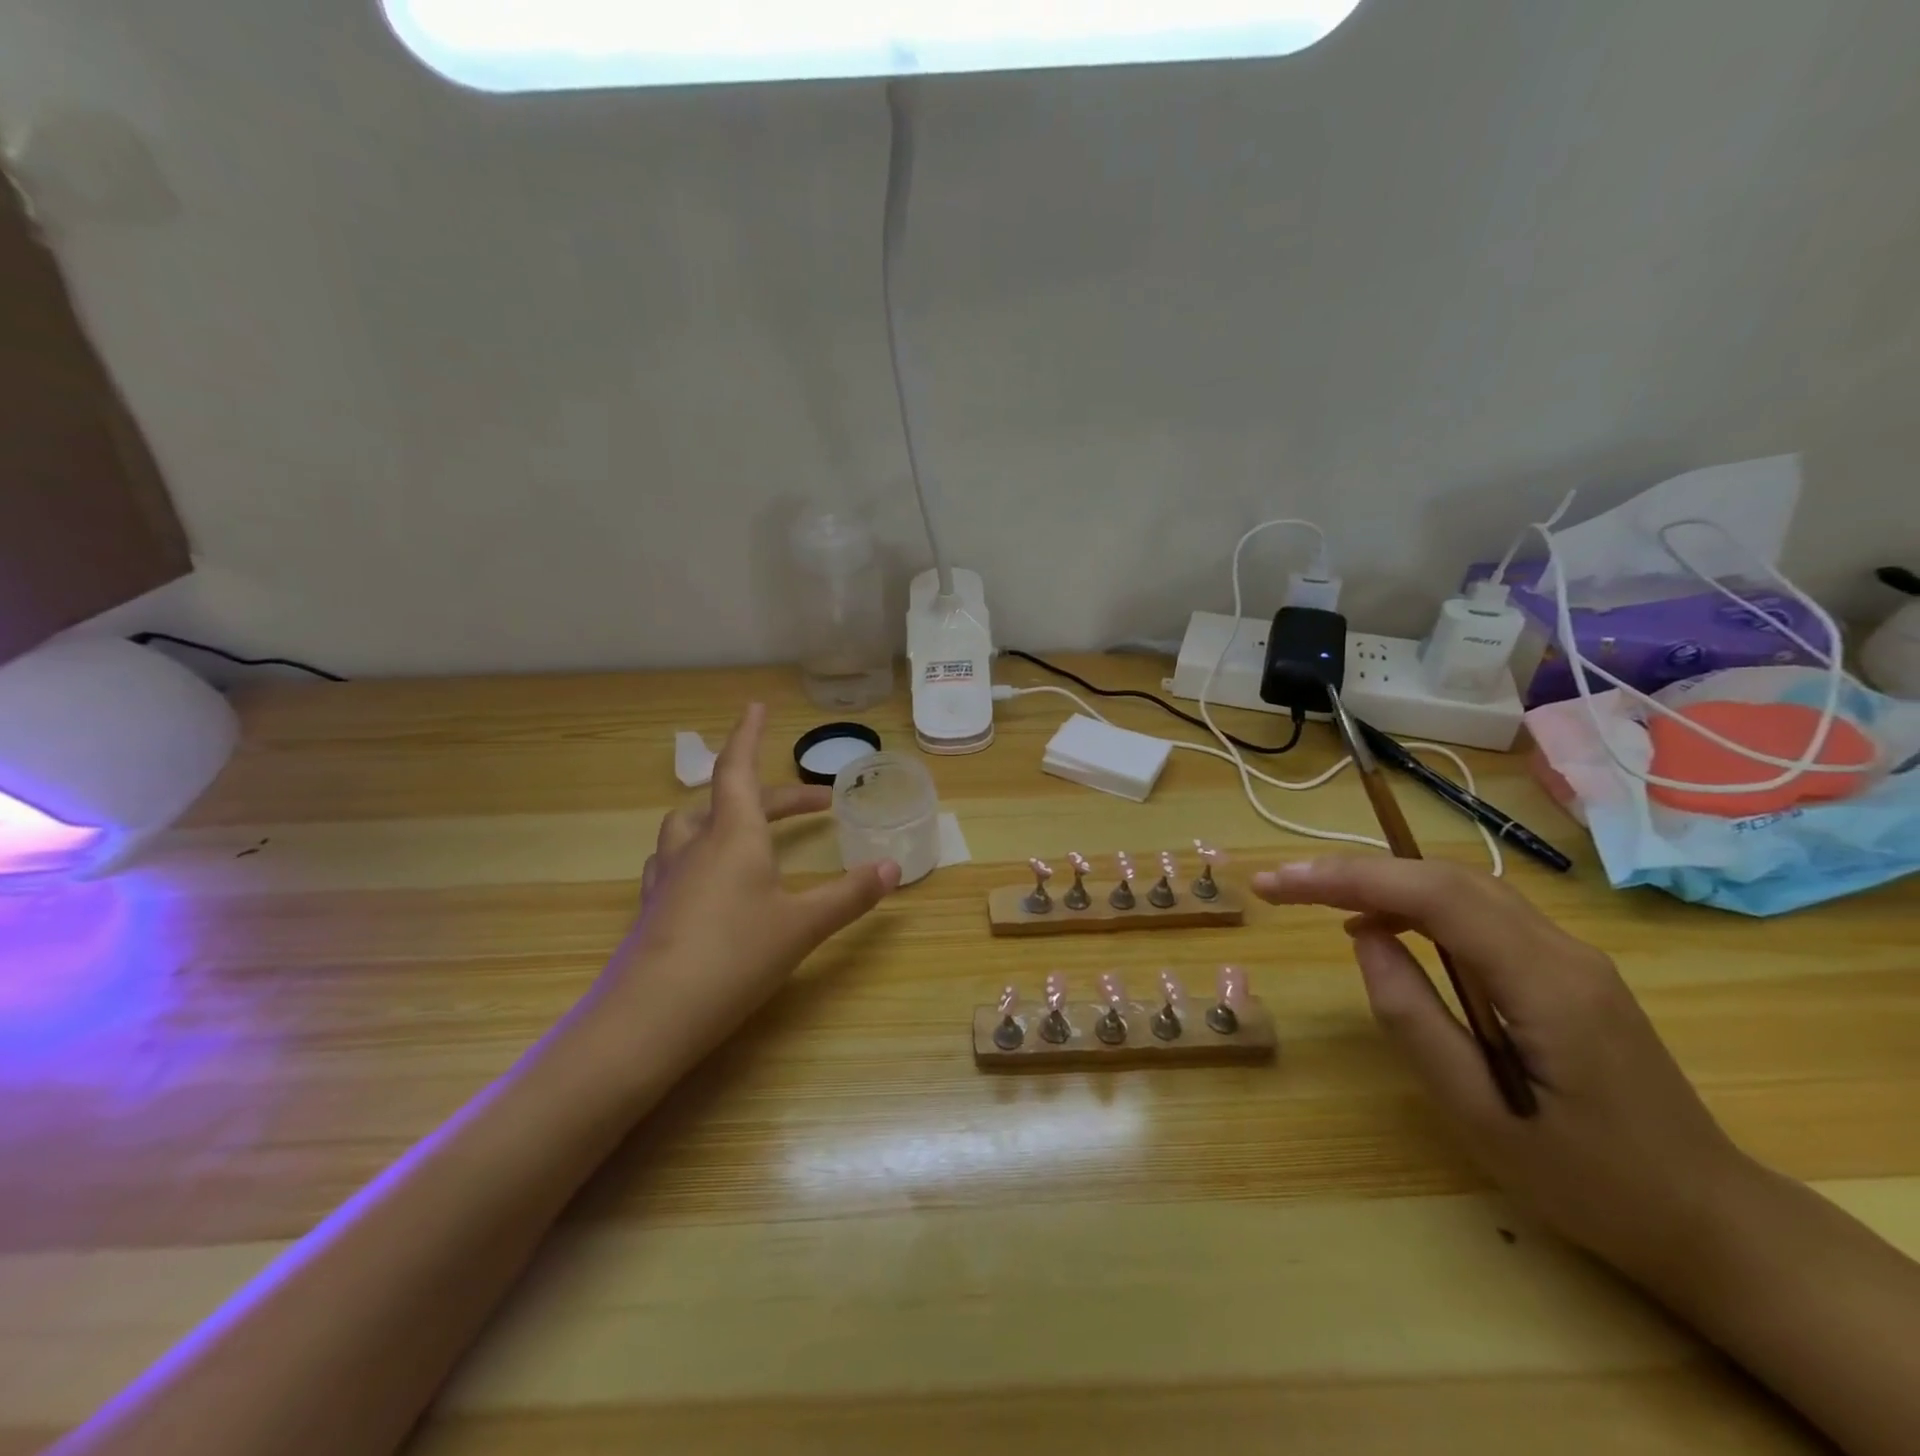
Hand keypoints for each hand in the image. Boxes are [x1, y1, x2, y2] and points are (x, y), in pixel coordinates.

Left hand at [591, 704, 899, 1070]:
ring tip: (750, 831)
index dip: (749, 735)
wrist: (650, 1019)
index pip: (738, 769)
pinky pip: (674, 861)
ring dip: (722, 815)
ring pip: (689, 826)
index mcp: (733, 835)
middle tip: (814, 805)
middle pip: (727, 799)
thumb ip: (849, 895)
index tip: (757, 706)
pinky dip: (698, 852)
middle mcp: (695, 845)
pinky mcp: (652, 910)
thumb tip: (894, 868)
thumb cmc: (735, 957)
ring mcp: (667, 878)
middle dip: (773, 795)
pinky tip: (708, 879)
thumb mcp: (803, 925)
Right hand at [1253, 857, 1755, 1288]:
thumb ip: (1414, 1017)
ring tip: (1316, 900)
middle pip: (1444, 877)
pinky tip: (1383, 928)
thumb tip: (1365, 938)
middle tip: (1281, 886)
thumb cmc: (1589, 1182)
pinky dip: (1417, 905)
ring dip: (1382, 883)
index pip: (1433, 896)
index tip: (1279, 885)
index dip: (1348, 878)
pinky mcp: (1562, 968)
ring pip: (1460, 887)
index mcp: (1544, 982)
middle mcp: (1561, 949)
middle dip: (1354, 872)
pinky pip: (1478, 914)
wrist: (1708, 1220)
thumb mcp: (1480, 1113)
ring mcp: (1568, 954)